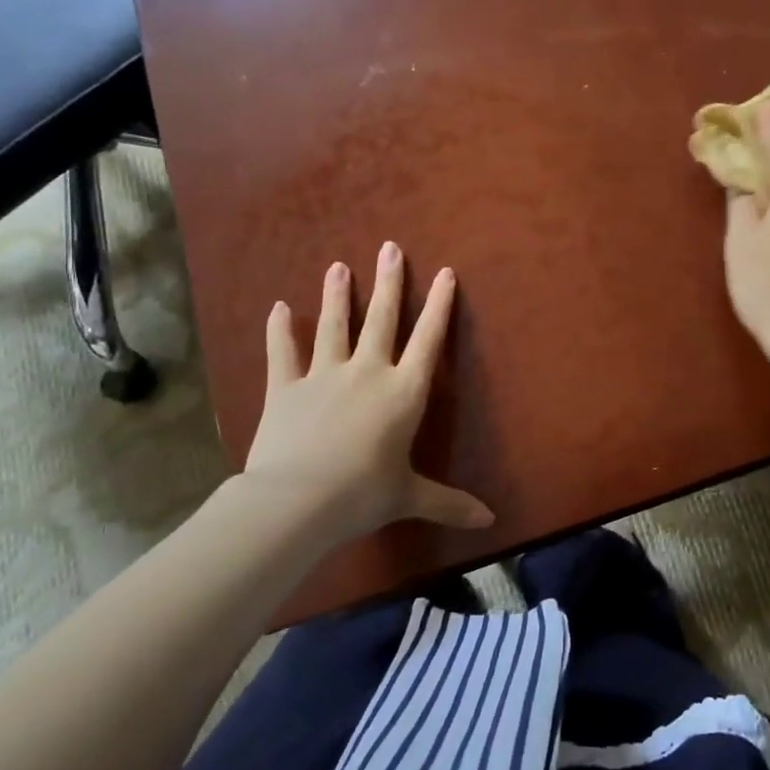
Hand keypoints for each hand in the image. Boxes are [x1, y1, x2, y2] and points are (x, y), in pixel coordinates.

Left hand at [242, 243, 493, 546]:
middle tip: (389, 247)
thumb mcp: (409, 498)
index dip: (438, 305)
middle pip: (382, 319)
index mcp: (403, 393)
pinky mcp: (285, 388)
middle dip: (389, 282)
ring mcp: (323, 376)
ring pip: (334, 326)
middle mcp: (367, 373)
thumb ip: (448, 503)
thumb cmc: (362, 495)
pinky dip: (280, 330)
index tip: (444, 272)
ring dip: (338, 295)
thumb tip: (490, 522)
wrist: (296, 501)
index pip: (428, 340)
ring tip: (338, 266)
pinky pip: (283, 352)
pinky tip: (279, 308)